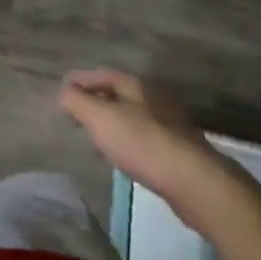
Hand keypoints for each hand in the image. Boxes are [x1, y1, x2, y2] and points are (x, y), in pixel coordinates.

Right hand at [57, 70, 240, 230]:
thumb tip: (63, 92)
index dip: (80, 81)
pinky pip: (147, 139)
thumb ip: (76, 101)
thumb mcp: (99, 118)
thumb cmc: (142, 143)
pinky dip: (131, 143)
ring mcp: (172, 126)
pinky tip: (127, 158)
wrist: (197, 184)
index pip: (101, 74)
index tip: (63, 91)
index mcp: (135, 85)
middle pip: (119, 94)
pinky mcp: (182, 153)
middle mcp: (154, 99)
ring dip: (115, 123)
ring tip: (99, 138)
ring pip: (134, 117)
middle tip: (78, 114)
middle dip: (98, 101)